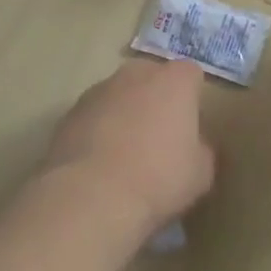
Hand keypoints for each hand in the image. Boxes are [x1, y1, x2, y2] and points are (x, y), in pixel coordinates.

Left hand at [44, 58, 215, 248]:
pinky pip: (93, 117)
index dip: (192, 99)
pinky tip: (99, 166)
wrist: (91, 196)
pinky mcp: (69, 113)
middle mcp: (136, 74)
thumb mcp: (201, 173)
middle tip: (159, 138)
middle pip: (152, 78)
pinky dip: (98, 132)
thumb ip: (201, 149)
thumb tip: (193, 145)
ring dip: (124, 114)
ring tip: (125, 155)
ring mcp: (99, 90)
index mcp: (174, 81)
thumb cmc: (158, 178)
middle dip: (156, 100)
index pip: (191, 74)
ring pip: (119, 95)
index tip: (190, 127)